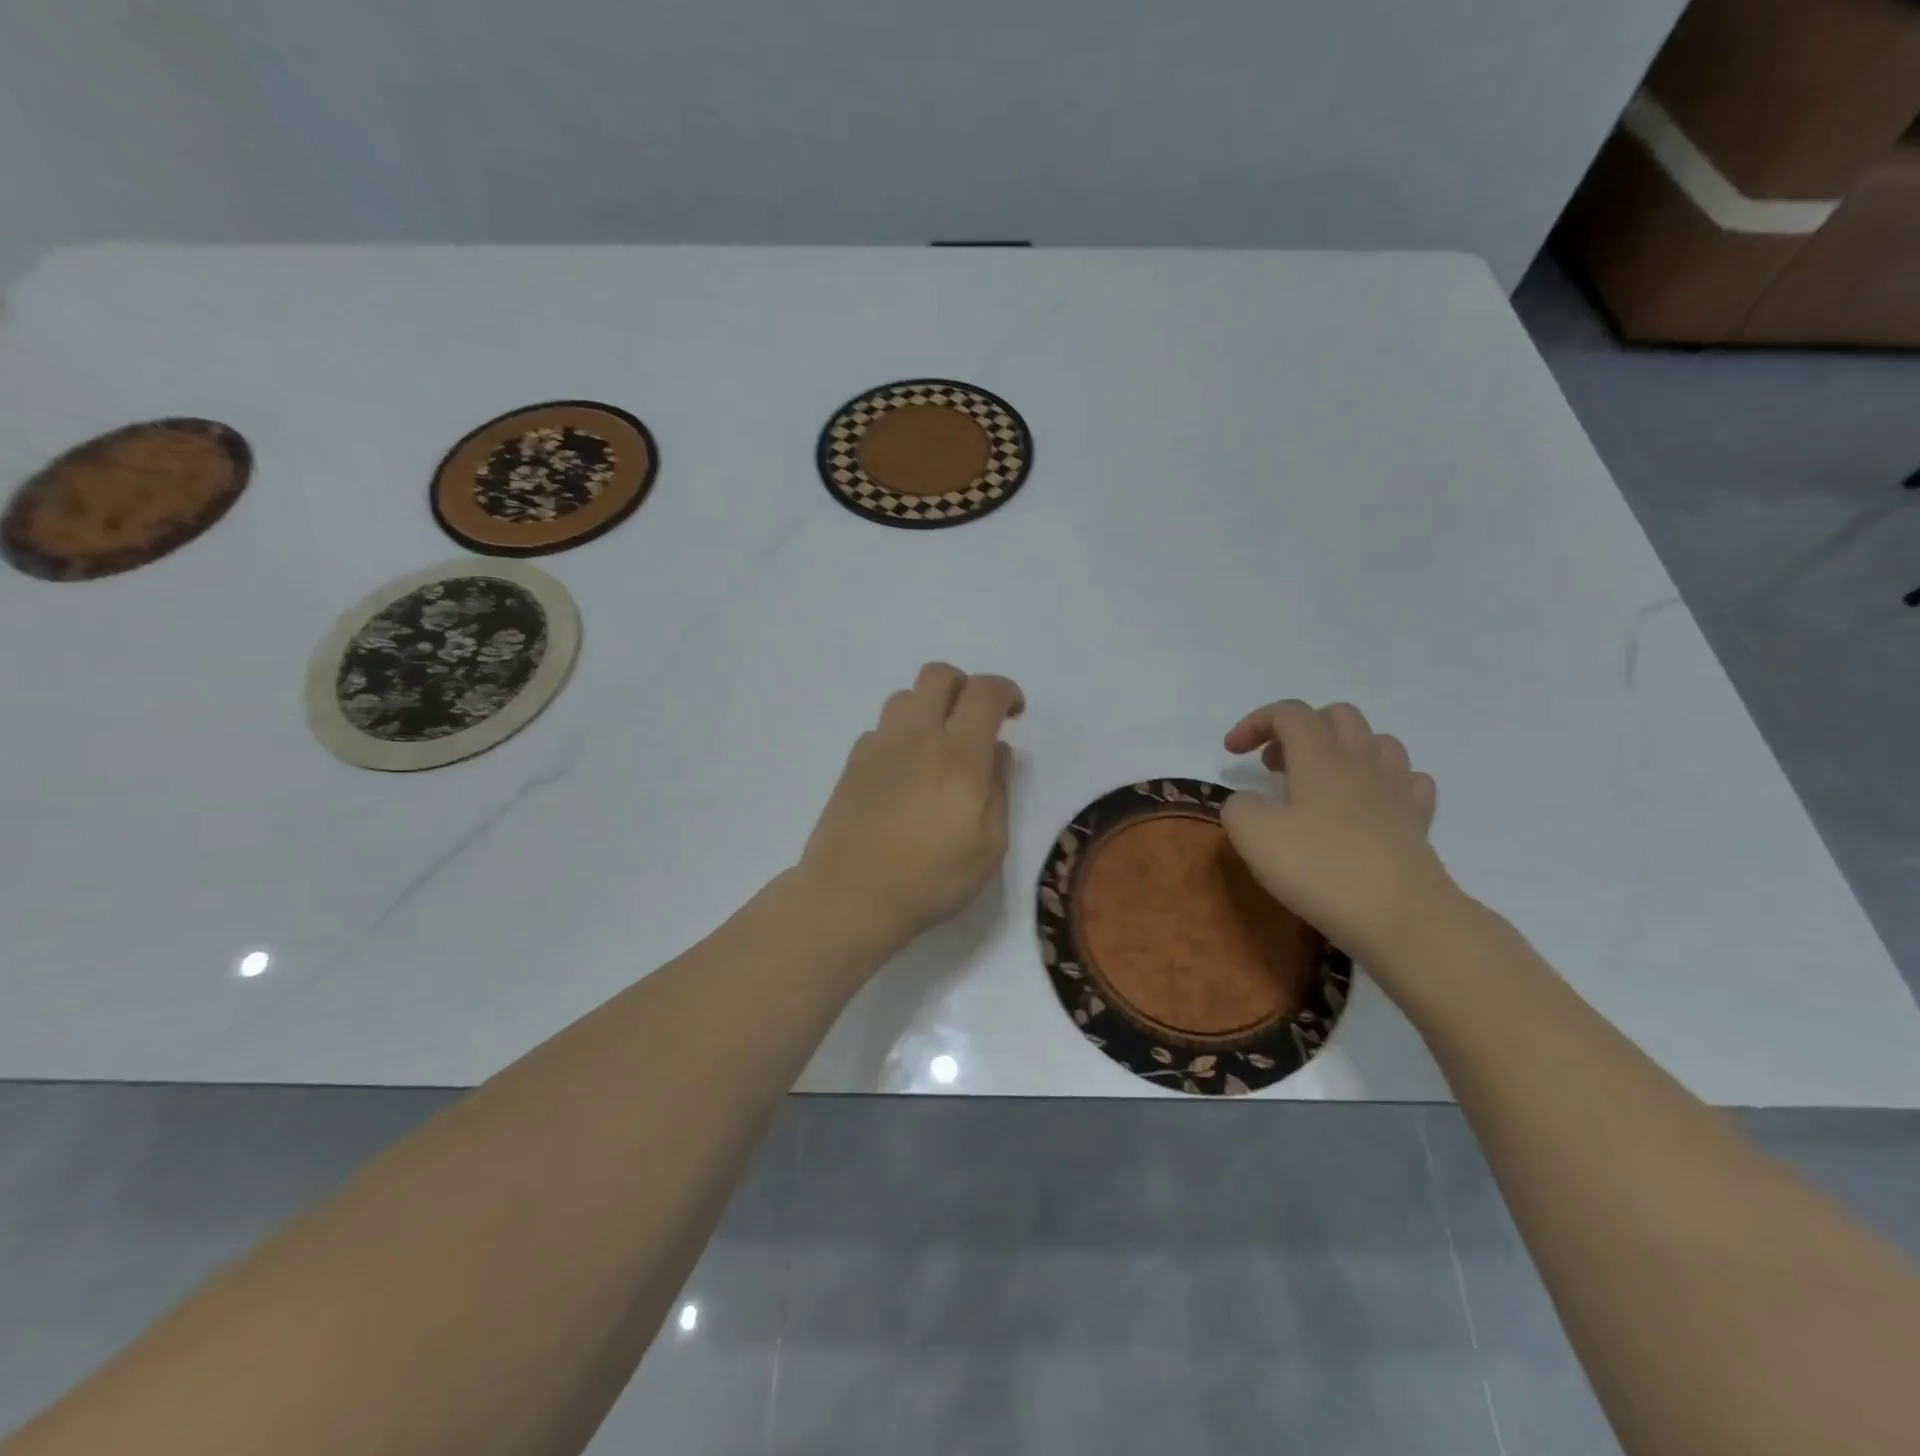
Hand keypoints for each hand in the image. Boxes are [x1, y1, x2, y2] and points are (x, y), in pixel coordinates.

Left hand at [799, 663, 1024, 952]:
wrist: (849, 896)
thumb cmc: (930, 879)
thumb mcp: (989, 846)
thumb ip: (999, 790)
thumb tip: (998, 752)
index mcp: (958, 755)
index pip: (984, 692)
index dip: (1006, 691)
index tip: (1014, 714)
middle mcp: (917, 736)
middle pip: (938, 675)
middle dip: (964, 686)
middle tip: (975, 721)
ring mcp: (878, 746)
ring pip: (905, 696)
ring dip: (929, 707)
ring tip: (938, 746)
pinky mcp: (852, 763)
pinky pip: (881, 728)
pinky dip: (901, 735)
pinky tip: (905, 772)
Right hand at [1220, 699, 1456, 963]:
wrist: (1400, 917)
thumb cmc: (1319, 868)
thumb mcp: (1252, 835)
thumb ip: (1239, 807)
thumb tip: (1248, 802)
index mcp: (1319, 757)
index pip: (1289, 713)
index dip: (1255, 723)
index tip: (1232, 753)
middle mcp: (1361, 762)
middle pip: (1337, 715)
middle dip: (1300, 729)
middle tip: (1274, 765)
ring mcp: (1397, 789)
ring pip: (1377, 741)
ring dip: (1343, 749)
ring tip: (1320, 781)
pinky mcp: (1418, 822)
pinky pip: (1408, 780)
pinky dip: (1383, 781)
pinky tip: (1367, 804)